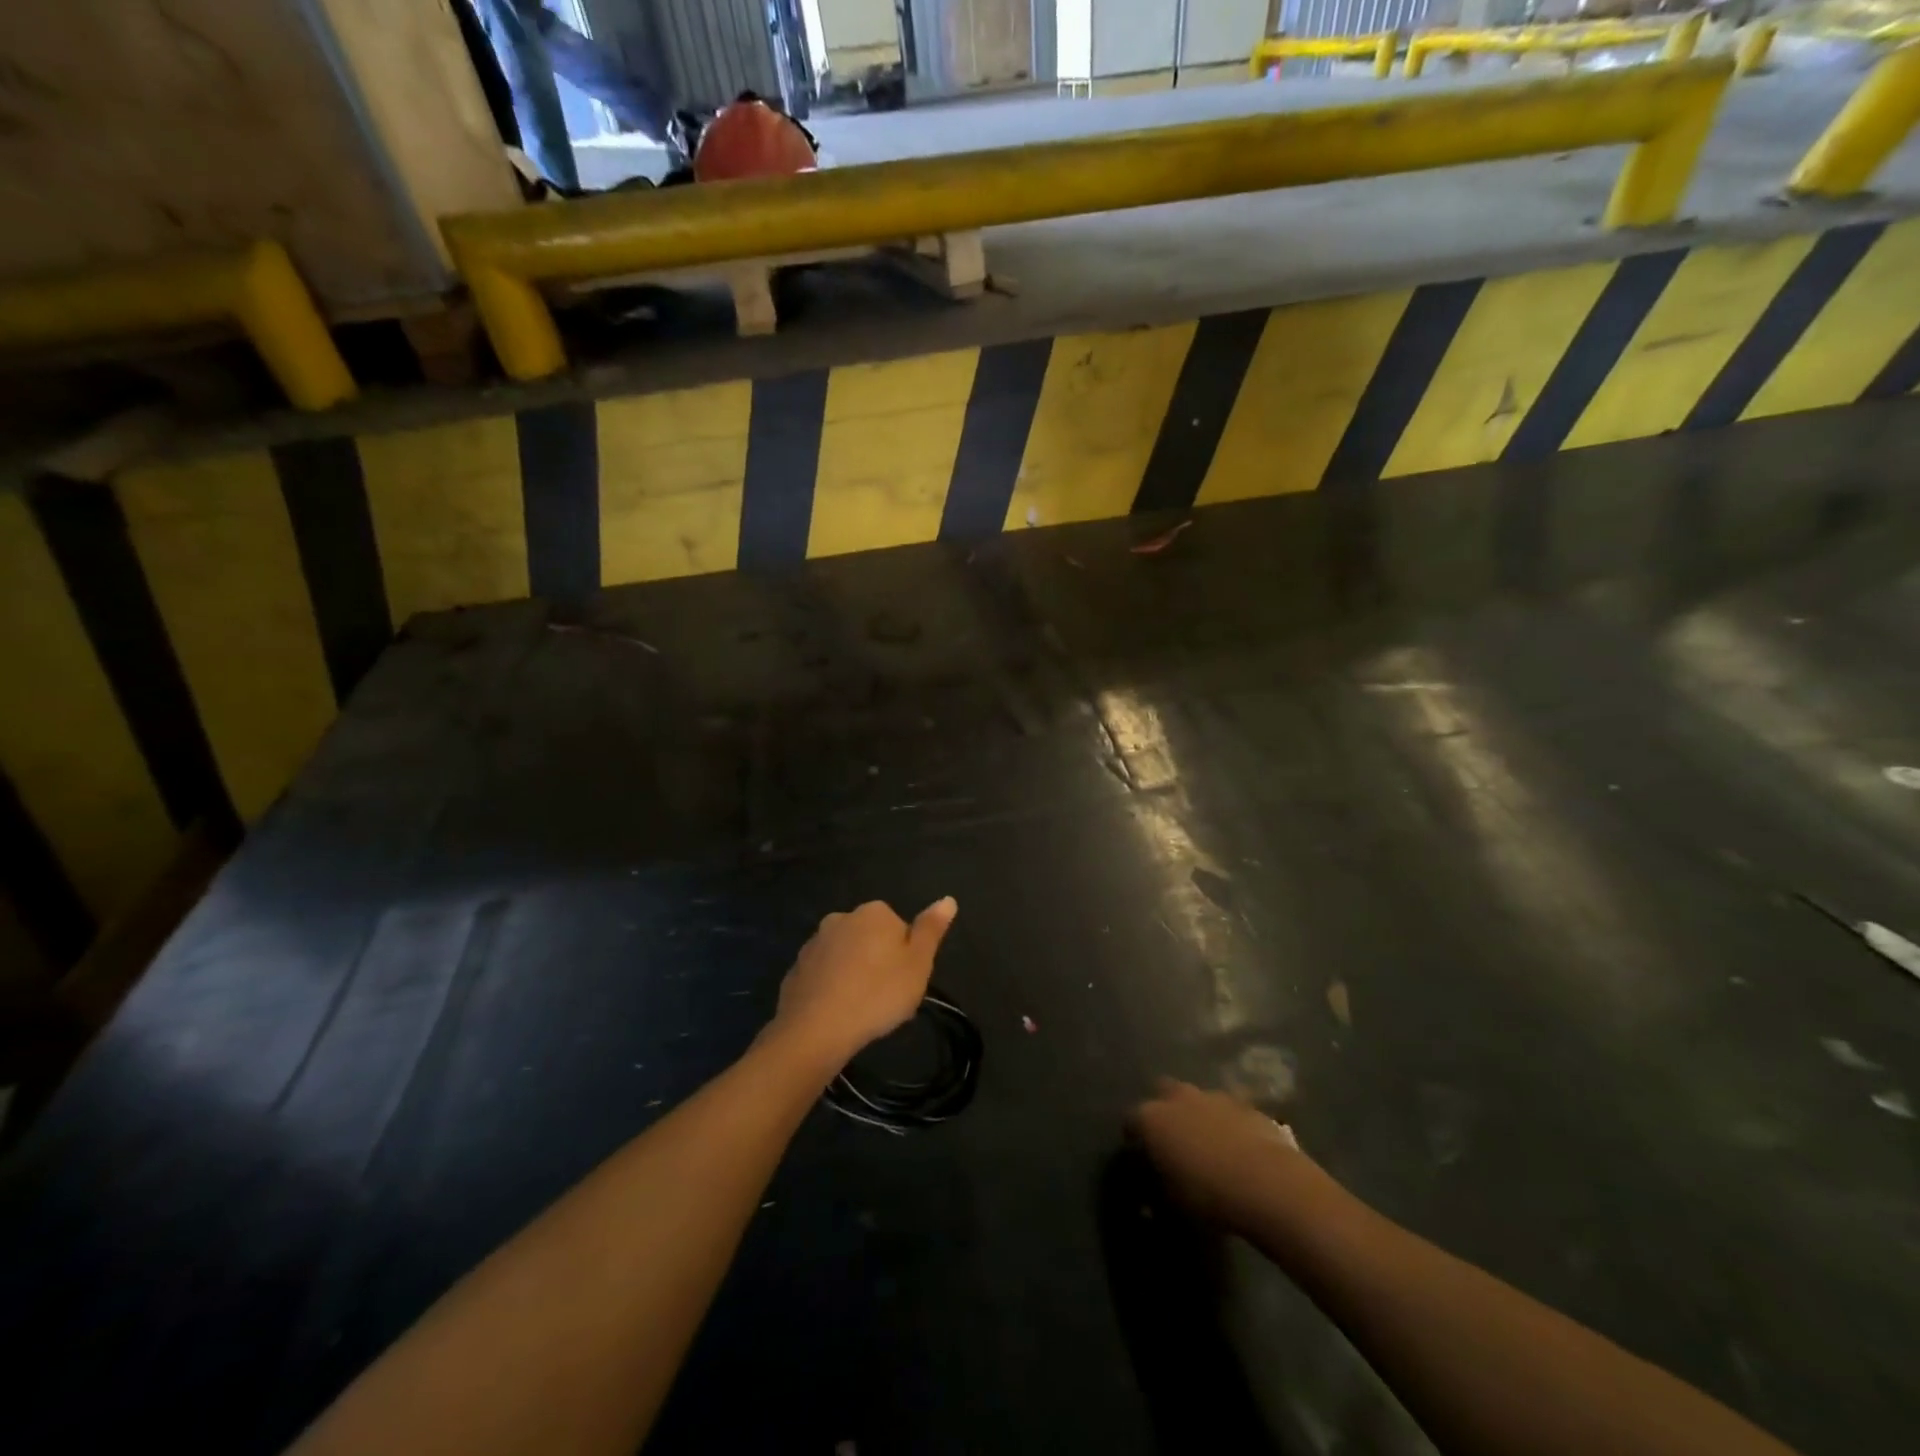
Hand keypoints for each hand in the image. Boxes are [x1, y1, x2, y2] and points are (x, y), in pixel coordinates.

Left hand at [770, 898, 956, 1069]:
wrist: (816, 1028)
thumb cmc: (878, 993)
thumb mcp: (918, 963)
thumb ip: (931, 929)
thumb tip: (948, 899)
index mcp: (875, 912)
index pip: (899, 927)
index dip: (905, 954)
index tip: (905, 981)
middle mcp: (841, 918)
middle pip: (870, 938)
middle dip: (878, 961)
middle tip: (886, 996)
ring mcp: (815, 942)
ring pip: (845, 955)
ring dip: (854, 974)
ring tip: (861, 1009)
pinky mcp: (796, 968)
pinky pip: (823, 974)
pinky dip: (831, 987)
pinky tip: (837, 1013)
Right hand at [1129, 1078, 1302, 1230]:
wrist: (1268, 1183)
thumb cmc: (1209, 1195)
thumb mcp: (1173, 1201)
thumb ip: (1158, 1187)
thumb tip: (1153, 1189)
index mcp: (1152, 1118)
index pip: (1130, 1120)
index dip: (1134, 1136)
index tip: (1139, 1153)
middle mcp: (1178, 1098)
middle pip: (1163, 1093)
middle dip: (1165, 1110)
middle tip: (1173, 1138)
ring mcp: (1213, 1096)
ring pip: (1198, 1099)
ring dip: (1198, 1115)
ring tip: (1208, 1145)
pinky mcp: (1245, 1104)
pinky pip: (1228, 1111)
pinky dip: (1227, 1124)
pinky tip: (1237, 1149)